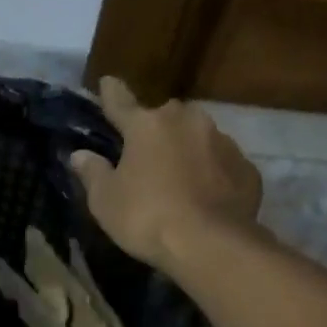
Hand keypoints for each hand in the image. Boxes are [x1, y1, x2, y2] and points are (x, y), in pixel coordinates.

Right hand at [70, 76, 262, 271]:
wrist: (210, 244)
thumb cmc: (146, 218)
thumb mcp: (105, 201)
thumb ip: (92, 173)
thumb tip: (80, 154)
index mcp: (147, 125)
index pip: (121, 102)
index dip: (111, 93)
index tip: (107, 82)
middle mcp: (187, 122)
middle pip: (165, 118)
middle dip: (155, 130)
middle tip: (146, 155)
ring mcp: (222, 142)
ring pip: (197, 138)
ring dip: (186, 151)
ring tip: (178, 179)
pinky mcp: (246, 168)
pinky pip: (221, 164)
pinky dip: (211, 174)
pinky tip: (205, 196)